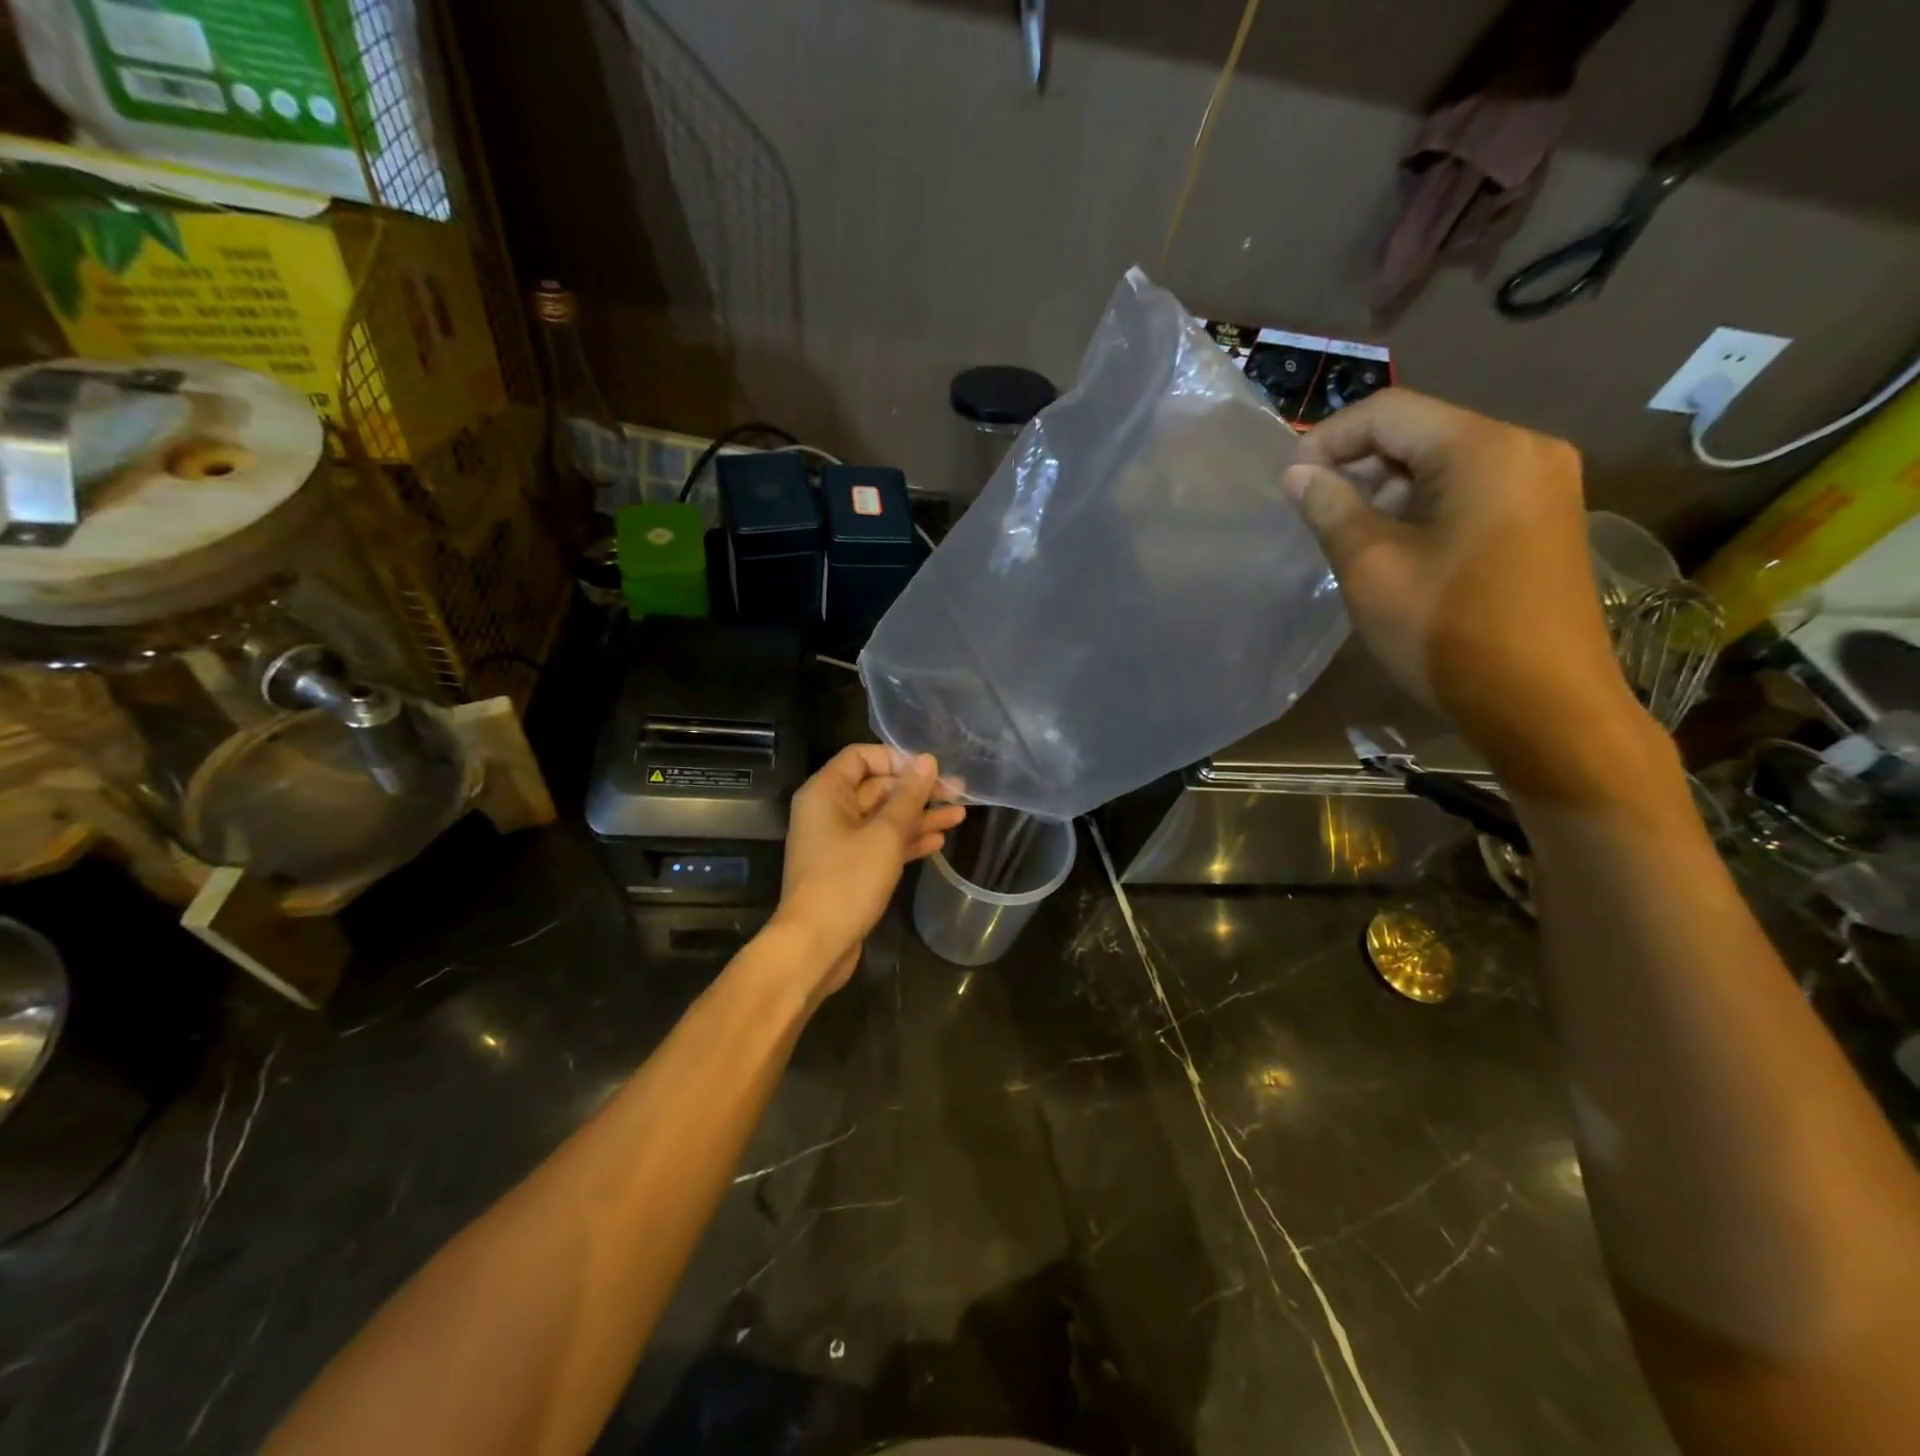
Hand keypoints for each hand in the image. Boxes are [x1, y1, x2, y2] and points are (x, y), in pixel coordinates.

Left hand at [772, 745, 965, 998]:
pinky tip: (938, 842)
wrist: (815, 945)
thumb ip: (908, 796)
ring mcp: (839, 842)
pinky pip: (881, 845)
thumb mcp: (885, 834)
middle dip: (917, 791)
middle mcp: (829, 812)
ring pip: (883, 819)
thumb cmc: (847, 880)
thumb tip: (927, 760)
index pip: (860, 757)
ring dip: (919, 817)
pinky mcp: (850, 869)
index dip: (896, 758)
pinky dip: (906, 842)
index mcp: (825, 792)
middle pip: (876, 788)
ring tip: (960, 816)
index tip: (929, 769)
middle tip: (958, 793)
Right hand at [1283, 389, 1647, 795]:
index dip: (1328, 439)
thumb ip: (1330, 509)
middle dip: (1356, 465)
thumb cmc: (1448, 632)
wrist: (1543, 705)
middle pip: (1419, 432)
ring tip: (1342, 534)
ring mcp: (1540, 484)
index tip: (1288, 484)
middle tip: (1310, 512)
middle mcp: (1523, 449)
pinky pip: (1467, 491)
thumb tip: (1296, 474)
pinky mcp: (1540, 519)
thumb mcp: (1372, 568)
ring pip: (1441, 464)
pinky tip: (1389, 547)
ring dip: (1385, 490)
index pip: (1389, 412)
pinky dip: (1419, 508)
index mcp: (1484, 449)